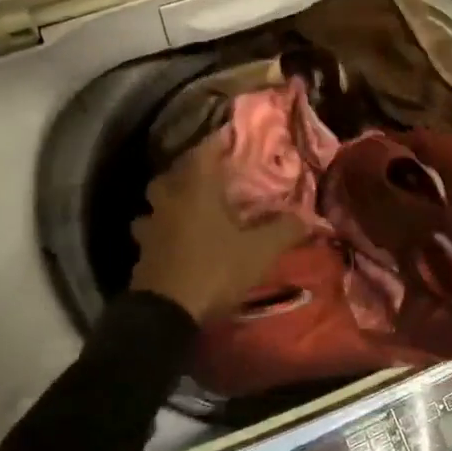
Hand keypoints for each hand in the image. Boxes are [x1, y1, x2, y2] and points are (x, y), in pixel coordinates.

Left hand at [128, 138, 307, 323]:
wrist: (166, 313)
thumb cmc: (215, 269)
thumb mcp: (260, 251)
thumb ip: (284, 230)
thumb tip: (308, 216)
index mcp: (196, 190)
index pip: (205, 152)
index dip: (219, 142)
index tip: (232, 137)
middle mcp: (169, 200)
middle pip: (174, 174)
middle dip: (191, 170)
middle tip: (211, 174)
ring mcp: (151, 226)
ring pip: (158, 201)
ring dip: (172, 199)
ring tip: (192, 205)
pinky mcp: (143, 251)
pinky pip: (153, 229)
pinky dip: (165, 227)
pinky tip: (179, 237)